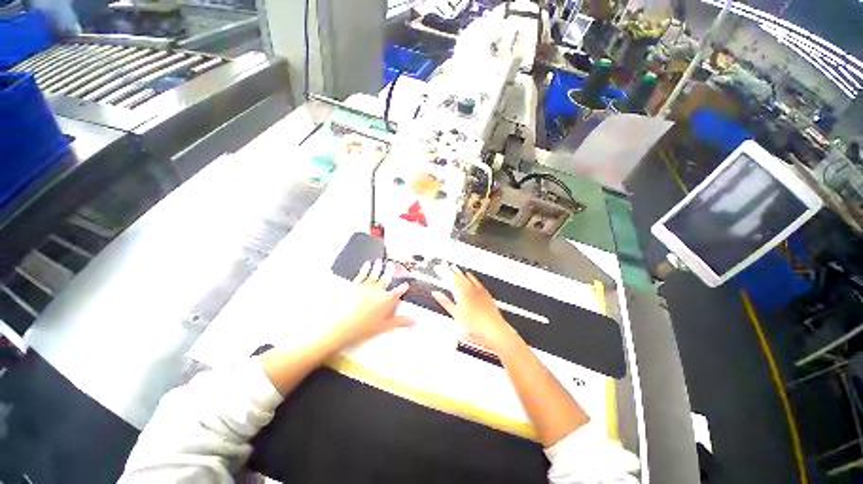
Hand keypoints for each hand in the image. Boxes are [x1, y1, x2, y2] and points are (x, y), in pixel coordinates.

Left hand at [337, 260, 412, 343]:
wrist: (344, 326)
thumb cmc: (364, 327)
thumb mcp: (386, 326)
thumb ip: (401, 321)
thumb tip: (413, 321)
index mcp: (387, 299)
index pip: (399, 291)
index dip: (404, 287)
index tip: (406, 284)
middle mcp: (378, 290)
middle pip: (386, 277)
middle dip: (390, 270)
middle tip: (392, 265)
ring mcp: (366, 286)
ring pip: (375, 273)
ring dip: (378, 266)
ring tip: (380, 261)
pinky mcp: (355, 285)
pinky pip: (362, 274)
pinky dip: (365, 268)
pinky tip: (367, 264)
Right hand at [432, 264, 521, 354]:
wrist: (492, 328)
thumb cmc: (473, 323)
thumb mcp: (455, 313)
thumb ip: (444, 301)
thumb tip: (436, 293)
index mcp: (460, 292)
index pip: (449, 279)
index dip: (442, 273)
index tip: (438, 268)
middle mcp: (469, 288)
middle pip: (457, 277)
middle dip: (449, 270)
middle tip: (444, 264)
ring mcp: (477, 290)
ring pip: (466, 277)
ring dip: (459, 272)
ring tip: (453, 266)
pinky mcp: (484, 293)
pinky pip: (476, 281)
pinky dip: (471, 276)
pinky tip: (469, 274)